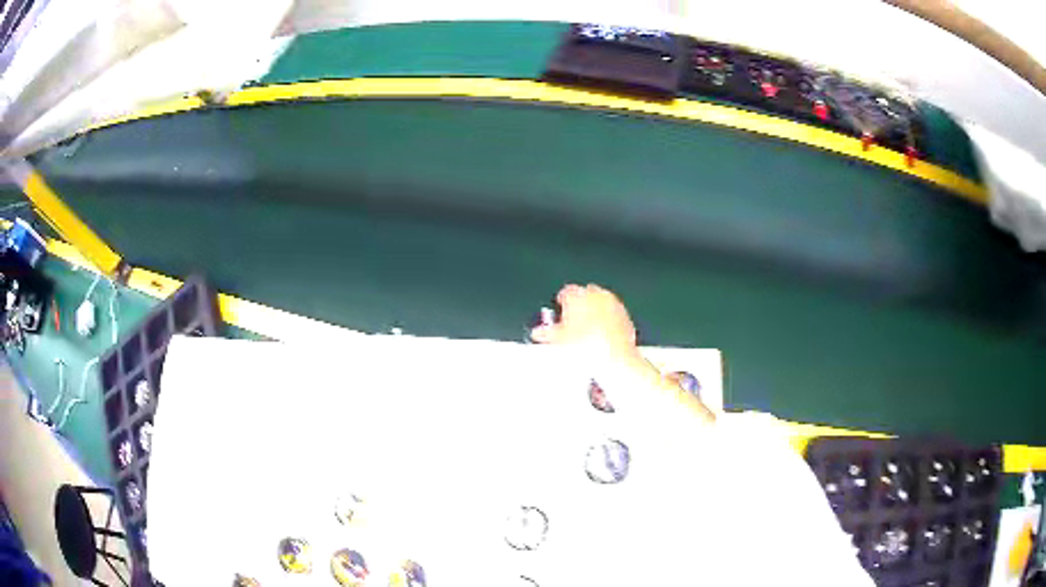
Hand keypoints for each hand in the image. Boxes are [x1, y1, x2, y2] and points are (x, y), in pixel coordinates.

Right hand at [530, 284, 637, 360]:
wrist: (614, 359)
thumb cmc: (586, 347)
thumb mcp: (558, 341)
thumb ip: (546, 333)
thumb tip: (539, 333)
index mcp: (577, 295)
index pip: (565, 292)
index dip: (560, 304)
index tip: (559, 314)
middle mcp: (596, 295)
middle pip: (583, 294)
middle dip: (577, 305)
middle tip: (572, 322)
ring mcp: (612, 303)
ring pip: (599, 301)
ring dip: (593, 311)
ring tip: (587, 329)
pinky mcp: (624, 314)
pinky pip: (612, 312)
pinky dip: (606, 319)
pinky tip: (601, 335)